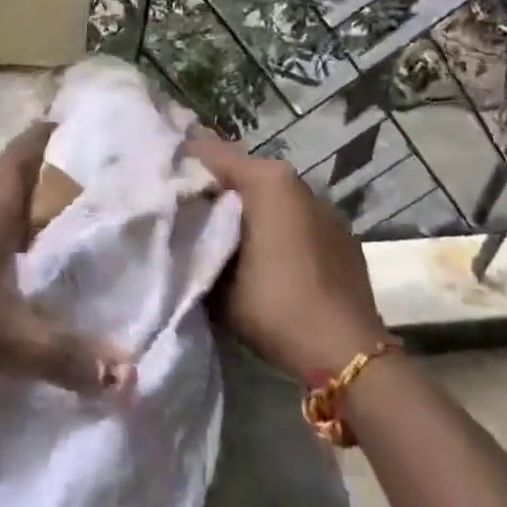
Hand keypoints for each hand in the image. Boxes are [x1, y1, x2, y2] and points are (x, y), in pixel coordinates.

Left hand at [0, 123, 133, 395]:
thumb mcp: (10, 341)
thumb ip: (66, 358)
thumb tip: (128, 378)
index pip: (25, 151)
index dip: (47, 134)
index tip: (69, 124)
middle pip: (3, 168)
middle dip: (32, 165)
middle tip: (63, 174)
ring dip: (5, 195)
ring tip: (35, 212)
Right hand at [185, 131, 387, 380]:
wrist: (345, 353)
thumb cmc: (274, 305)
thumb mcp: (217, 279)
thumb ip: (197, 242)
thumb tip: (183, 227)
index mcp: (266, 179)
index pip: (210, 152)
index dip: (182, 162)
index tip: (160, 177)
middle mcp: (296, 181)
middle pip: (243, 171)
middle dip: (215, 186)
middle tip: (186, 207)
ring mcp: (323, 205)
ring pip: (270, 194)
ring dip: (247, 206)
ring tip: (222, 231)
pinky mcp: (340, 232)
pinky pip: (295, 216)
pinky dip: (276, 224)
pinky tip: (265, 253)